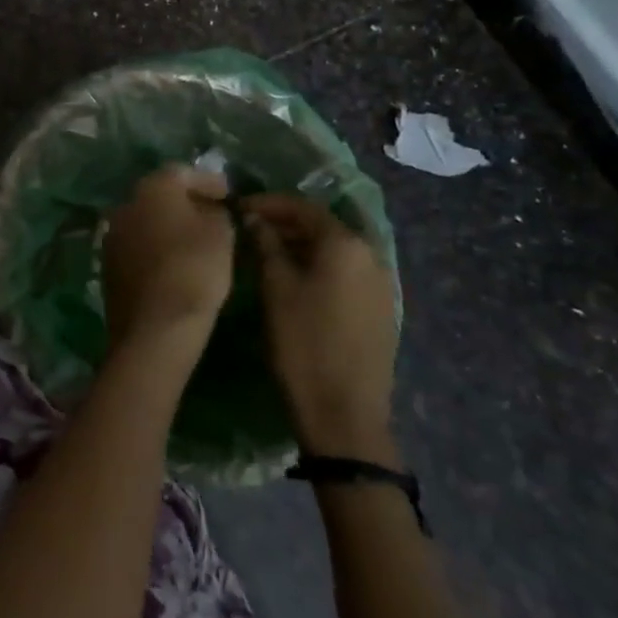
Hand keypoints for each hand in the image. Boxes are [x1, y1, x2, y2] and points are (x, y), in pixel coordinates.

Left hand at [101, 165, 235, 366]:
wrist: (155, 325)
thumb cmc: (194, 270)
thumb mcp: (221, 234)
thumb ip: (216, 213)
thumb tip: (208, 210)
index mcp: (153, 187)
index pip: (182, 172)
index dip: (208, 181)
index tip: (228, 194)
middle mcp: (126, 203)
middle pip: (160, 194)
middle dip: (186, 201)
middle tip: (212, 214)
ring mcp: (112, 233)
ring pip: (146, 219)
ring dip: (168, 224)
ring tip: (195, 239)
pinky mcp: (108, 263)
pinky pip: (138, 244)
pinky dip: (155, 246)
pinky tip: (173, 261)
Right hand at [242, 193, 398, 460]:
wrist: (344, 414)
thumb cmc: (303, 343)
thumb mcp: (275, 288)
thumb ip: (266, 245)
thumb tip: (257, 219)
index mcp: (345, 244)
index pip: (302, 207)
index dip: (267, 203)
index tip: (238, 207)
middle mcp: (370, 256)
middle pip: (322, 226)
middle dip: (285, 223)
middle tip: (249, 228)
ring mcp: (380, 284)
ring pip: (334, 250)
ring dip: (301, 245)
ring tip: (266, 253)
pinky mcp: (380, 310)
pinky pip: (345, 272)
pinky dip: (318, 266)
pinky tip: (294, 280)